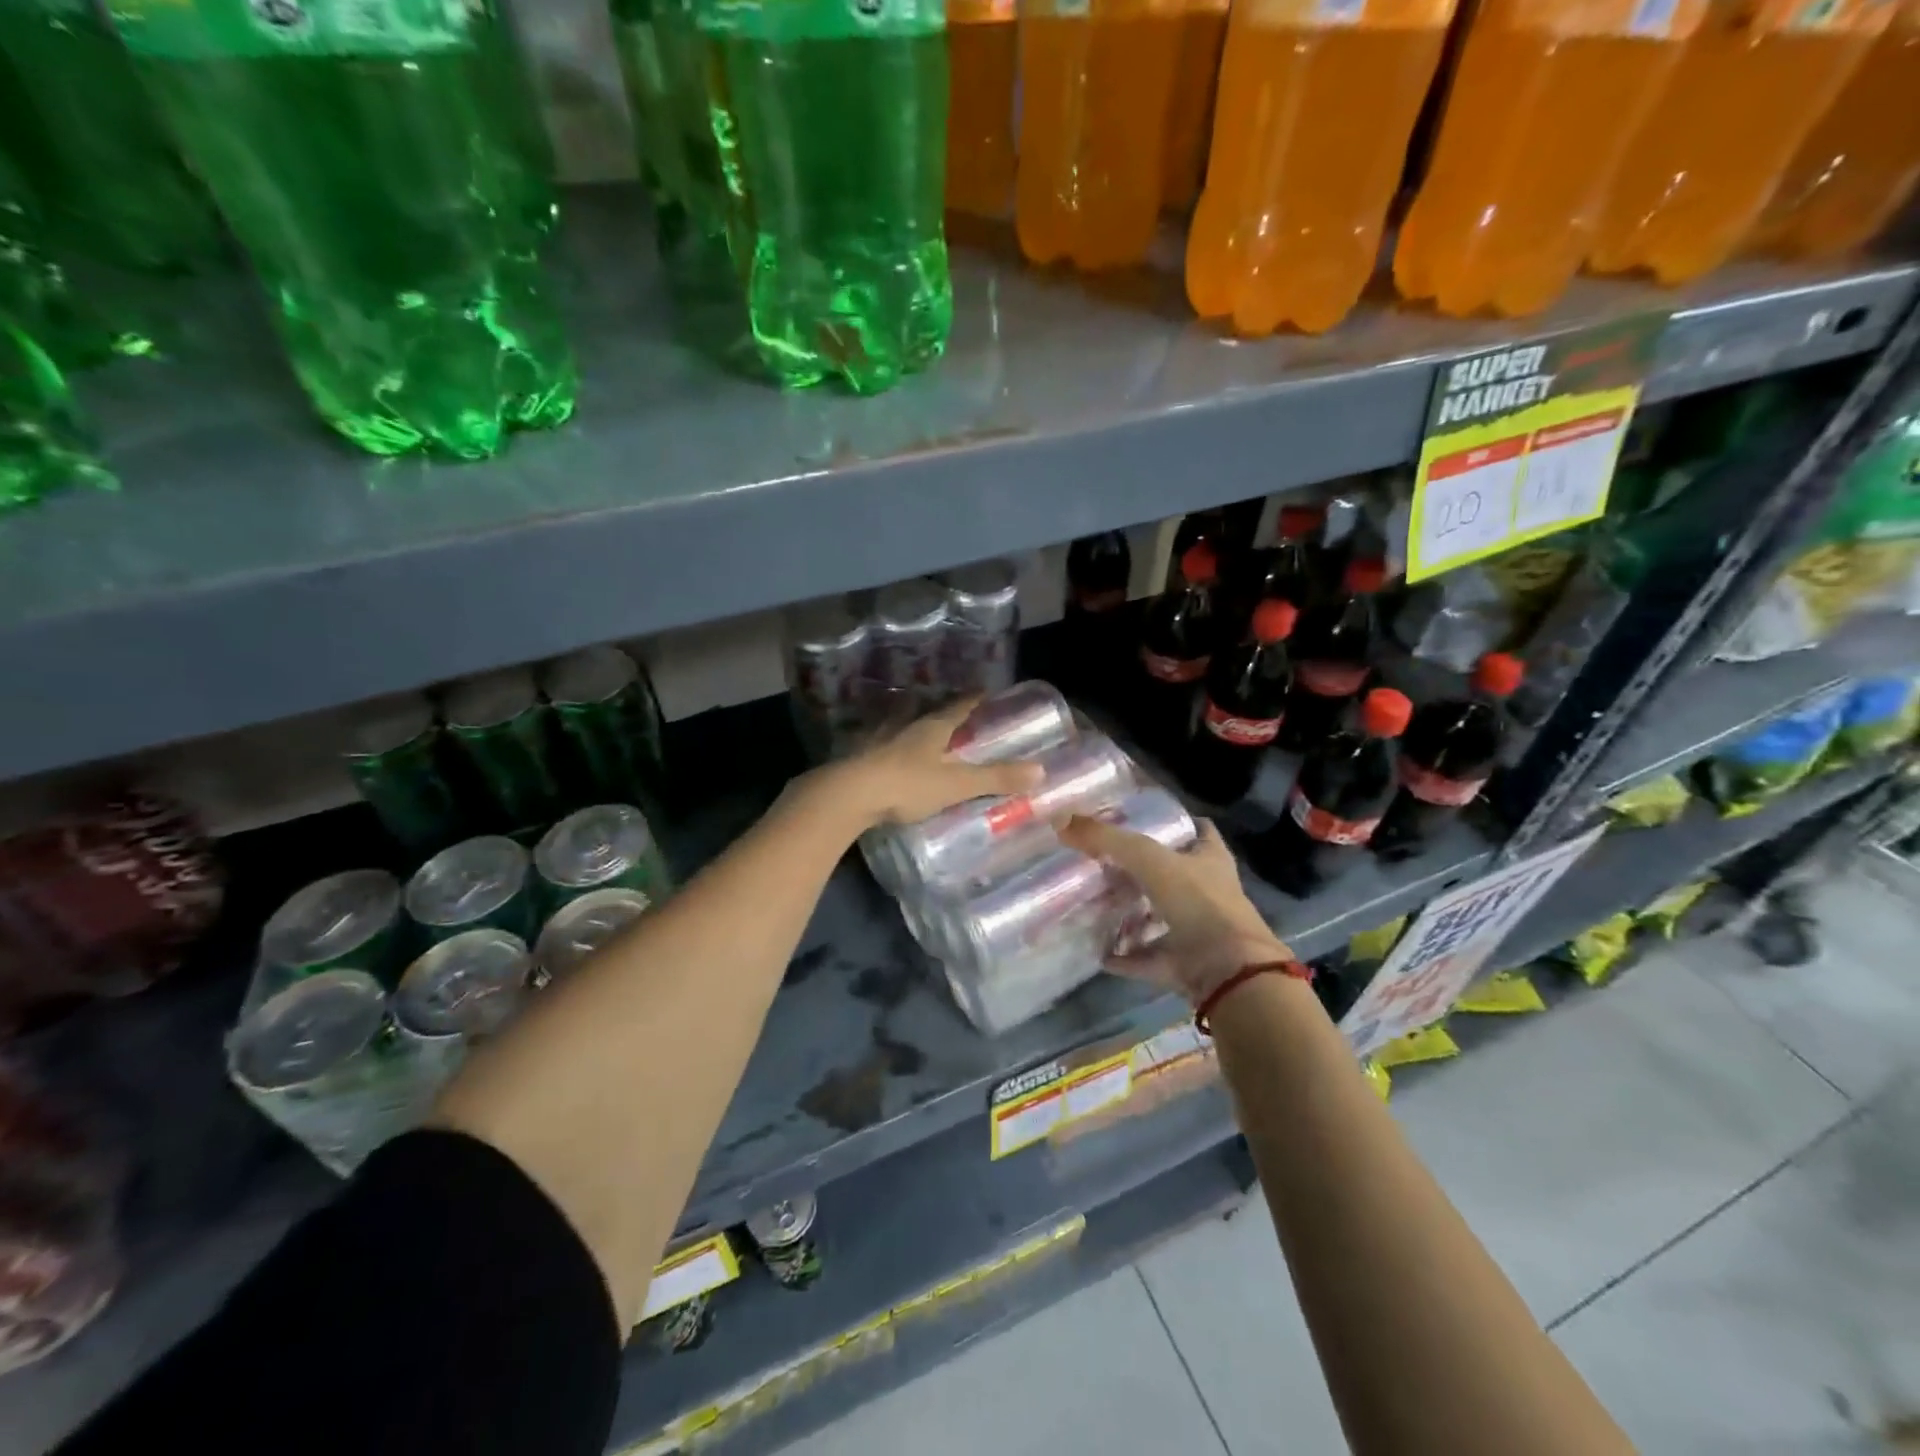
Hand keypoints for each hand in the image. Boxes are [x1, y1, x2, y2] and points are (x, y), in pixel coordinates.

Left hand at [816, 698, 1045, 829]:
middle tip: (947, 710)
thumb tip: (1040, 770)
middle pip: (923, 711)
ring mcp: (876, 739)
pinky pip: (874, 744)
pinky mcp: (856, 757)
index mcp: (930, 728)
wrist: (848, 795)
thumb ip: (996, 778)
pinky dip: (883, 744)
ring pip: (895, 723)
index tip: (983, 690)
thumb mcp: (957, 784)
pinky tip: (880, 752)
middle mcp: (903, 726)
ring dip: (906, 722)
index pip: (956, 707)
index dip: (971, 700)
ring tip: (912, 725)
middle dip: (936, 709)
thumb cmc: (907, 785)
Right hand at [1059, 815, 1292, 1006]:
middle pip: (1171, 874)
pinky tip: (1098, 952)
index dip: (1174, 823)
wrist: (1227, 972)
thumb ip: (1108, 839)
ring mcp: (1197, 930)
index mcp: (1210, 859)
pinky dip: (1124, 956)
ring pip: (1159, 916)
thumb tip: (1063, 820)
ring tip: (1094, 905)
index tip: (1141, 820)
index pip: (1198, 830)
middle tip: (1102, 863)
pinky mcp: (1184, 963)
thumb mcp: (1149, 859)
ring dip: (1131, 914)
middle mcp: (1207, 892)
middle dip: (1139, 871)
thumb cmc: (1198, 902)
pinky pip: (1147, 957)